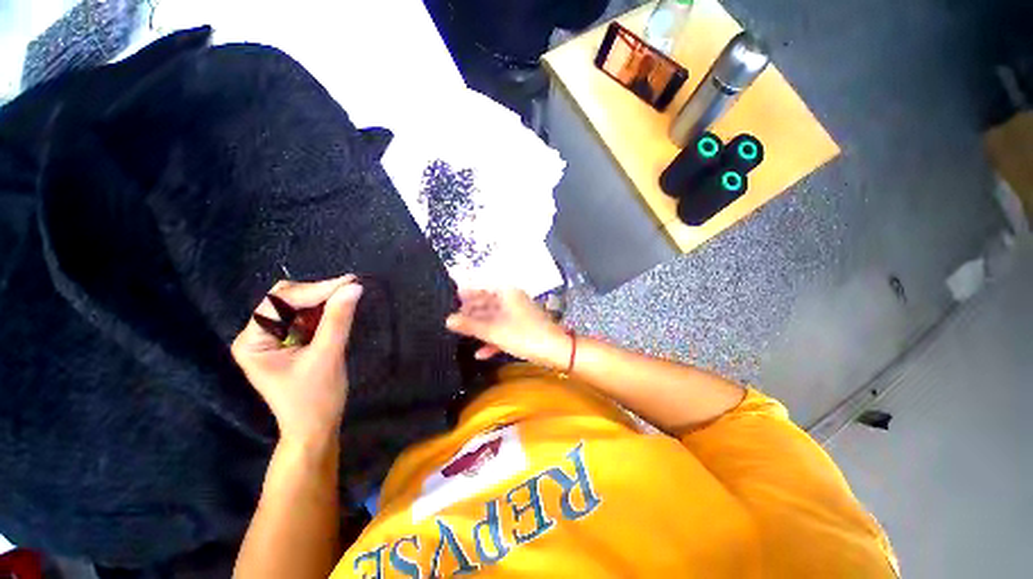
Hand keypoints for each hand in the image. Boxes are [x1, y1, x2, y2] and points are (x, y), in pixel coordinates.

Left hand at [231, 276, 362, 442]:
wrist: (316, 428)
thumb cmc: (316, 398)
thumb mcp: (328, 356)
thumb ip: (338, 319)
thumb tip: (354, 287)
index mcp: (252, 341)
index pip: (279, 302)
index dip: (315, 290)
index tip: (349, 283)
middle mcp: (257, 336)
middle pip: (286, 299)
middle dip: (318, 294)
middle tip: (351, 289)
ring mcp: (272, 339)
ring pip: (298, 306)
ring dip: (323, 302)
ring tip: (348, 299)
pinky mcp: (289, 343)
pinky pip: (306, 318)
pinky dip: (324, 312)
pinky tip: (340, 312)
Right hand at [445, 288, 571, 369]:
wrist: (556, 350)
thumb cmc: (524, 335)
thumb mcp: (494, 331)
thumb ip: (470, 326)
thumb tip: (447, 320)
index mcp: (506, 294)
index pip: (481, 289)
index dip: (466, 293)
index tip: (452, 298)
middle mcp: (512, 300)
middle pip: (487, 304)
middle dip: (471, 313)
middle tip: (453, 320)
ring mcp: (518, 314)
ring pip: (494, 319)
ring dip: (480, 328)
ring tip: (462, 334)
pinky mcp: (522, 328)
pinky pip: (503, 330)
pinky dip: (492, 340)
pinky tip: (480, 353)